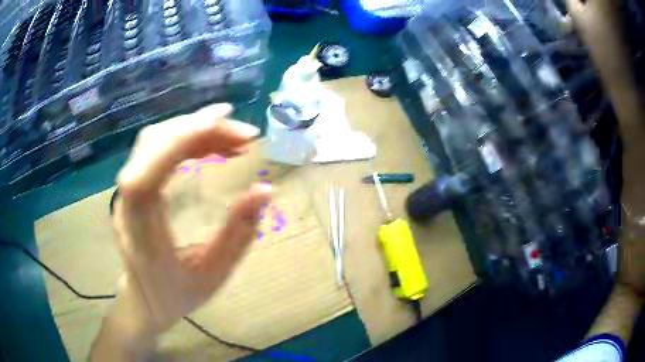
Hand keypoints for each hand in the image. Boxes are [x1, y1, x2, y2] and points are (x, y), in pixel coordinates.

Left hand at [91, 104, 270, 360]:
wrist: (144, 302)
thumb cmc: (177, 295)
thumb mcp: (214, 275)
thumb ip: (239, 233)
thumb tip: (265, 189)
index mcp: (142, 230)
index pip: (149, 172)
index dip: (182, 139)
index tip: (227, 123)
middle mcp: (127, 203)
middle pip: (153, 144)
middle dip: (199, 128)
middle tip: (246, 135)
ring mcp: (127, 192)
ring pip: (154, 141)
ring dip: (194, 131)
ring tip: (234, 139)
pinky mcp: (134, 188)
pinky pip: (156, 151)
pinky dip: (186, 141)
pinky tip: (211, 147)